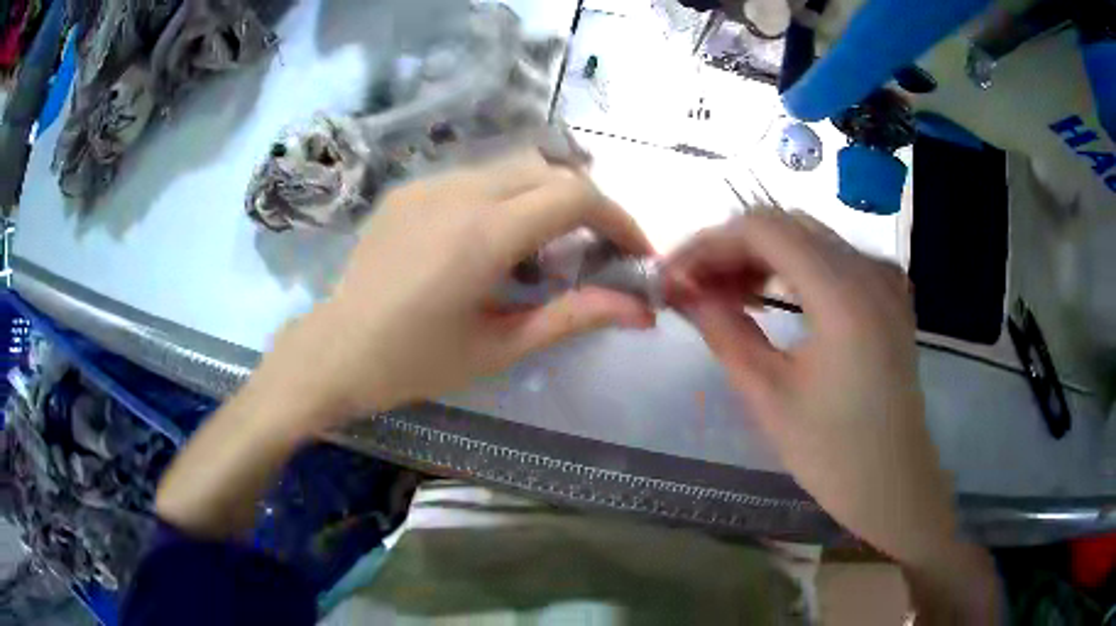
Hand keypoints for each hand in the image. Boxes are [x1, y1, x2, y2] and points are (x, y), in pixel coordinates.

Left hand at [258, 149, 655, 427]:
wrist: (335, 349)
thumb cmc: (416, 362)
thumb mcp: (500, 346)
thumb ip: (574, 317)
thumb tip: (642, 311)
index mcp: (484, 235)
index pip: (576, 196)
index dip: (618, 218)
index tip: (634, 250)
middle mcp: (459, 192)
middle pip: (550, 170)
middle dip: (586, 205)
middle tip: (593, 250)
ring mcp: (429, 183)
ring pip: (513, 167)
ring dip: (545, 198)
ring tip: (541, 250)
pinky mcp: (410, 188)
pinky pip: (475, 177)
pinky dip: (504, 198)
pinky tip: (489, 242)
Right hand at [664, 209, 957, 565]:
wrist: (894, 482)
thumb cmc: (833, 453)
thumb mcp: (769, 396)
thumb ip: (724, 332)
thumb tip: (683, 293)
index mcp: (843, 294)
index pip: (763, 229)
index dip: (710, 244)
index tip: (675, 276)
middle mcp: (869, 269)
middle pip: (786, 225)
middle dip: (731, 249)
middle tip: (694, 289)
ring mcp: (884, 278)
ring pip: (808, 237)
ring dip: (760, 257)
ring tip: (725, 295)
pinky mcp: (888, 293)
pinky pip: (832, 257)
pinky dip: (793, 267)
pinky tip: (771, 296)